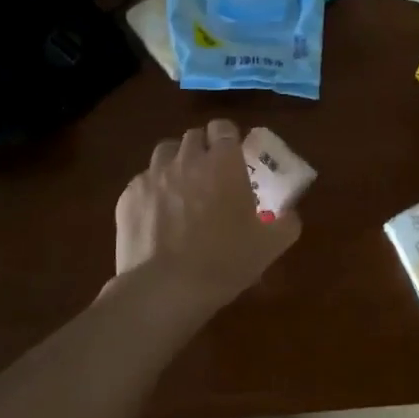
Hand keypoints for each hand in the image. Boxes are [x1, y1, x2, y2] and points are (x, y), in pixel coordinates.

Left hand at [115, 119, 302, 308]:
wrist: (163, 290)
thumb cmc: (224, 262)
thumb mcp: (270, 246)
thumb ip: (287, 222)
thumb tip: (290, 213)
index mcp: (223, 163)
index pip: (223, 127)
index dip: (229, 137)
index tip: (234, 155)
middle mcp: (187, 159)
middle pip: (194, 136)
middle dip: (203, 148)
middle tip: (211, 174)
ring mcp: (153, 175)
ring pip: (165, 151)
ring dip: (176, 162)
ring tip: (182, 187)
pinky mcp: (128, 196)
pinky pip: (143, 180)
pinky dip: (153, 189)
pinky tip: (158, 214)